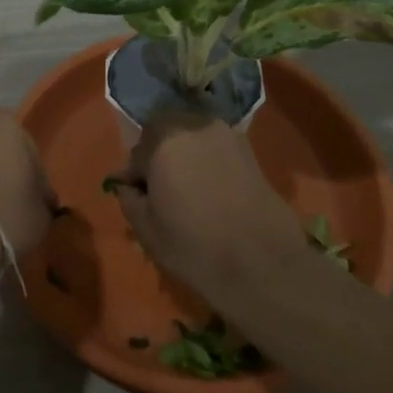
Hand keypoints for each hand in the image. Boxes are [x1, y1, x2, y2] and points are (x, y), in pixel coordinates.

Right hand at [108, 110, 306, 296]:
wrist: (264, 265)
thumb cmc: (195, 246)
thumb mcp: (146, 229)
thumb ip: (129, 198)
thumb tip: (128, 185)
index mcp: (163, 141)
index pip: (137, 152)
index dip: (134, 175)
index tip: (137, 196)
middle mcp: (194, 126)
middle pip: (165, 133)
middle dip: (158, 155)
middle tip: (161, 190)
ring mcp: (226, 135)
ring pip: (192, 138)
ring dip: (184, 156)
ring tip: (188, 191)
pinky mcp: (250, 151)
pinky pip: (216, 149)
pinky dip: (208, 163)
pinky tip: (212, 192)